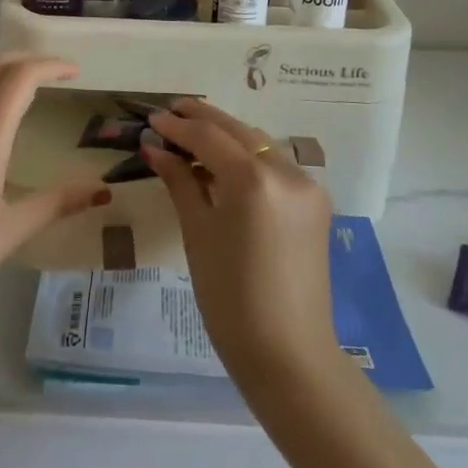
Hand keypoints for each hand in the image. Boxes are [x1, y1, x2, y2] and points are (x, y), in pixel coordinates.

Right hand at [144, 99, 337, 383]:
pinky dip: (248, 156)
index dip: (177, 126)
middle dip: (202, 119)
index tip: (152, 119)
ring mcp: (306, 185)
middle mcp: (286, 171)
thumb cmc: (230, 299)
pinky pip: (275, 164)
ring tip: (192, 133)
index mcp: (254, 180)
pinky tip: (224, 162)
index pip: (208, 137)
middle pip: (238, 131)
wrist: (288, 355)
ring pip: (259, 143)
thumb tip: (155, 147)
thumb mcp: (198, 234)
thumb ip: (180, 181)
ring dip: (226, 134)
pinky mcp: (315, 201)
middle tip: (170, 112)